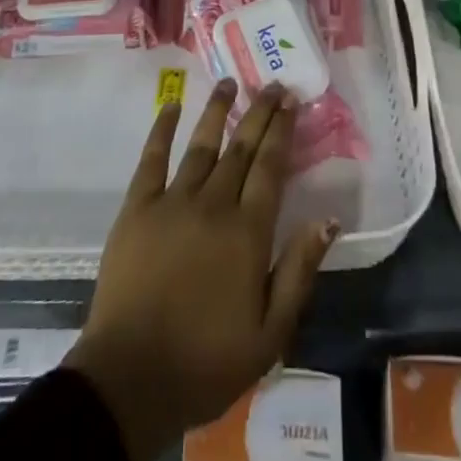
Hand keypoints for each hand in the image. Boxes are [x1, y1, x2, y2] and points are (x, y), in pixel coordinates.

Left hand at [65, 81, 337, 460]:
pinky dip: (162, 128)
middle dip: (259, 112)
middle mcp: (213, 204)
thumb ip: (300, 271)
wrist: (131, 379)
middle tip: (272, 84)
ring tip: (229, 81)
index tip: (291, 101)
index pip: (270, 167)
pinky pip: (152, 158)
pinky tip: (171, 105)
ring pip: (201, 144)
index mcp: (247, 232)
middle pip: (241, 148)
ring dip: (217, 110)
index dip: (282, 130)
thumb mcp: (270, 334)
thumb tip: (329, 219)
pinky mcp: (137, 207)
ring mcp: (172, 201)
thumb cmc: (206, 362)